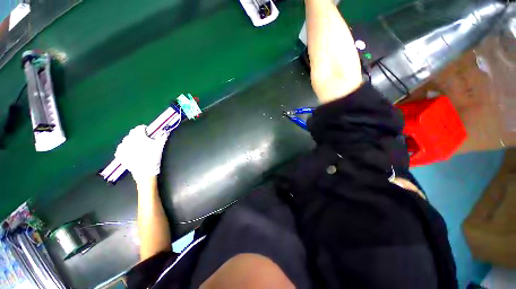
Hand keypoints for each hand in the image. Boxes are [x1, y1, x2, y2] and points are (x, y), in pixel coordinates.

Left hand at [115, 125, 167, 181]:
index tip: (149, 133)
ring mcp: (122, 148)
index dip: (145, 129)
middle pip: (132, 133)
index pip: (140, 128)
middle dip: (138, 135)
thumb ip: (162, 137)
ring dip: (131, 141)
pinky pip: (120, 149)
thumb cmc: (153, 157)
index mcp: (138, 136)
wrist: (144, 172)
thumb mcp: (160, 146)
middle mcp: (128, 140)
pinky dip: (124, 148)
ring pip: (125, 140)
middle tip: (144, 140)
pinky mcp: (120, 155)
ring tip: (137, 146)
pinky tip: (129, 152)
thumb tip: (165, 131)